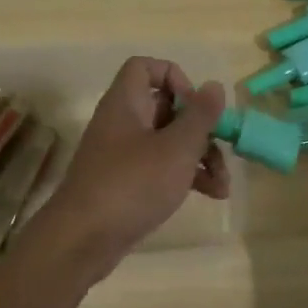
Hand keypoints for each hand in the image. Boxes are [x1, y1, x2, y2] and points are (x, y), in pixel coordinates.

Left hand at [33, 57, 229, 278]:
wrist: (83, 239)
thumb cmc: (132, 184)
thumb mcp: (176, 148)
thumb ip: (199, 116)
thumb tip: (214, 86)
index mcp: (125, 103)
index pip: (144, 67)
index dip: (174, 77)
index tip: (195, 105)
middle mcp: (121, 122)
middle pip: (164, 107)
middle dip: (199, 128)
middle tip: (221, 148)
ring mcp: (121, 155)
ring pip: (167, 141)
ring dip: (199, 157)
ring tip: (223, 185)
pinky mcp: (125, 184)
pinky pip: (159, 168)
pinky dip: (184, 176)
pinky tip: (211, 195)